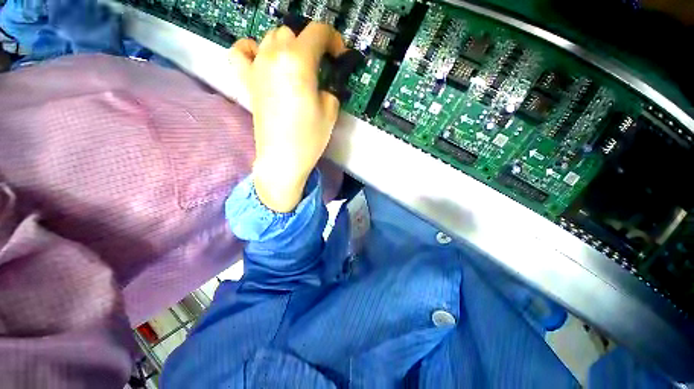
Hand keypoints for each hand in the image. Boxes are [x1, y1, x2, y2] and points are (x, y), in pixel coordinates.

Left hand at [229, 23, 346, 211]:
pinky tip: (261, 58)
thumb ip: (329, 88)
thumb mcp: (330, 111)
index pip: (318, 32)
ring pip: (271, 37)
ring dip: (288, 46)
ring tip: (297, 65)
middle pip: (293, 32)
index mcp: (298, 61)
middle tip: (320, 65)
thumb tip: (322, 82)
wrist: (283, 158)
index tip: (338, 55)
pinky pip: (241, 52)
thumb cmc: (309, 138)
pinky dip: (250, 49)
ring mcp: (257, 67)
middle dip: (311, 44)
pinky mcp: (247, 81)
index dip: (334, 39)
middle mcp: (274, 56)